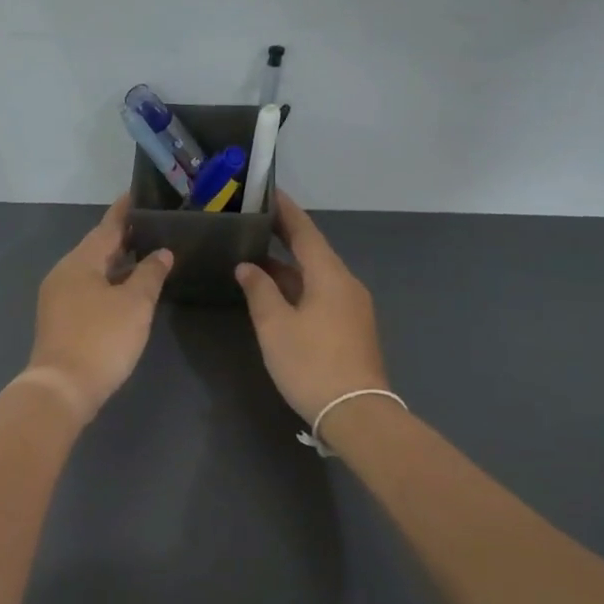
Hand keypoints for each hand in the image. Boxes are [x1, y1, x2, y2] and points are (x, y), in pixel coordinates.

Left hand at [26, 197, 173, 422]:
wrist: (62, 388)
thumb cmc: (101, 339)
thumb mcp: (134, 305)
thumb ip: (150, 274)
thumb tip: (161, 253)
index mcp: (80, 262)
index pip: (107, 226)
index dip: (125, 211)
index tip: (138, 194)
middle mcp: (64, 273)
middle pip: (96, 247)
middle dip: (123, 237)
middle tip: (152, 225)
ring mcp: (58, 297)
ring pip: (92, 270)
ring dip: (117, 262)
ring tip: (145, 253)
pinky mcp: (60, 319)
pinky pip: (88, 288)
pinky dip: (108, 282)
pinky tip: (126, 288)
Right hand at [236, 191, 391, 425]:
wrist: (356, 412)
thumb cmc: (311, 363)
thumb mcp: (275, 326)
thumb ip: (259, 291)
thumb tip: (248, 267)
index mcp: (330, 276)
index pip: (305, 232)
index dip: (285, 211)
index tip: (268, 192)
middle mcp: (346, 284)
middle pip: (313, 251)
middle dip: (284, 237)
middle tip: (254, 223)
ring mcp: (352, 307)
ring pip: (316, 275)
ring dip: (287, 266)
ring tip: (255, 257)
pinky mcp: (351, 328)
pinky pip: (321, 294)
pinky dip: (298, 286)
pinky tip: (276, 293)